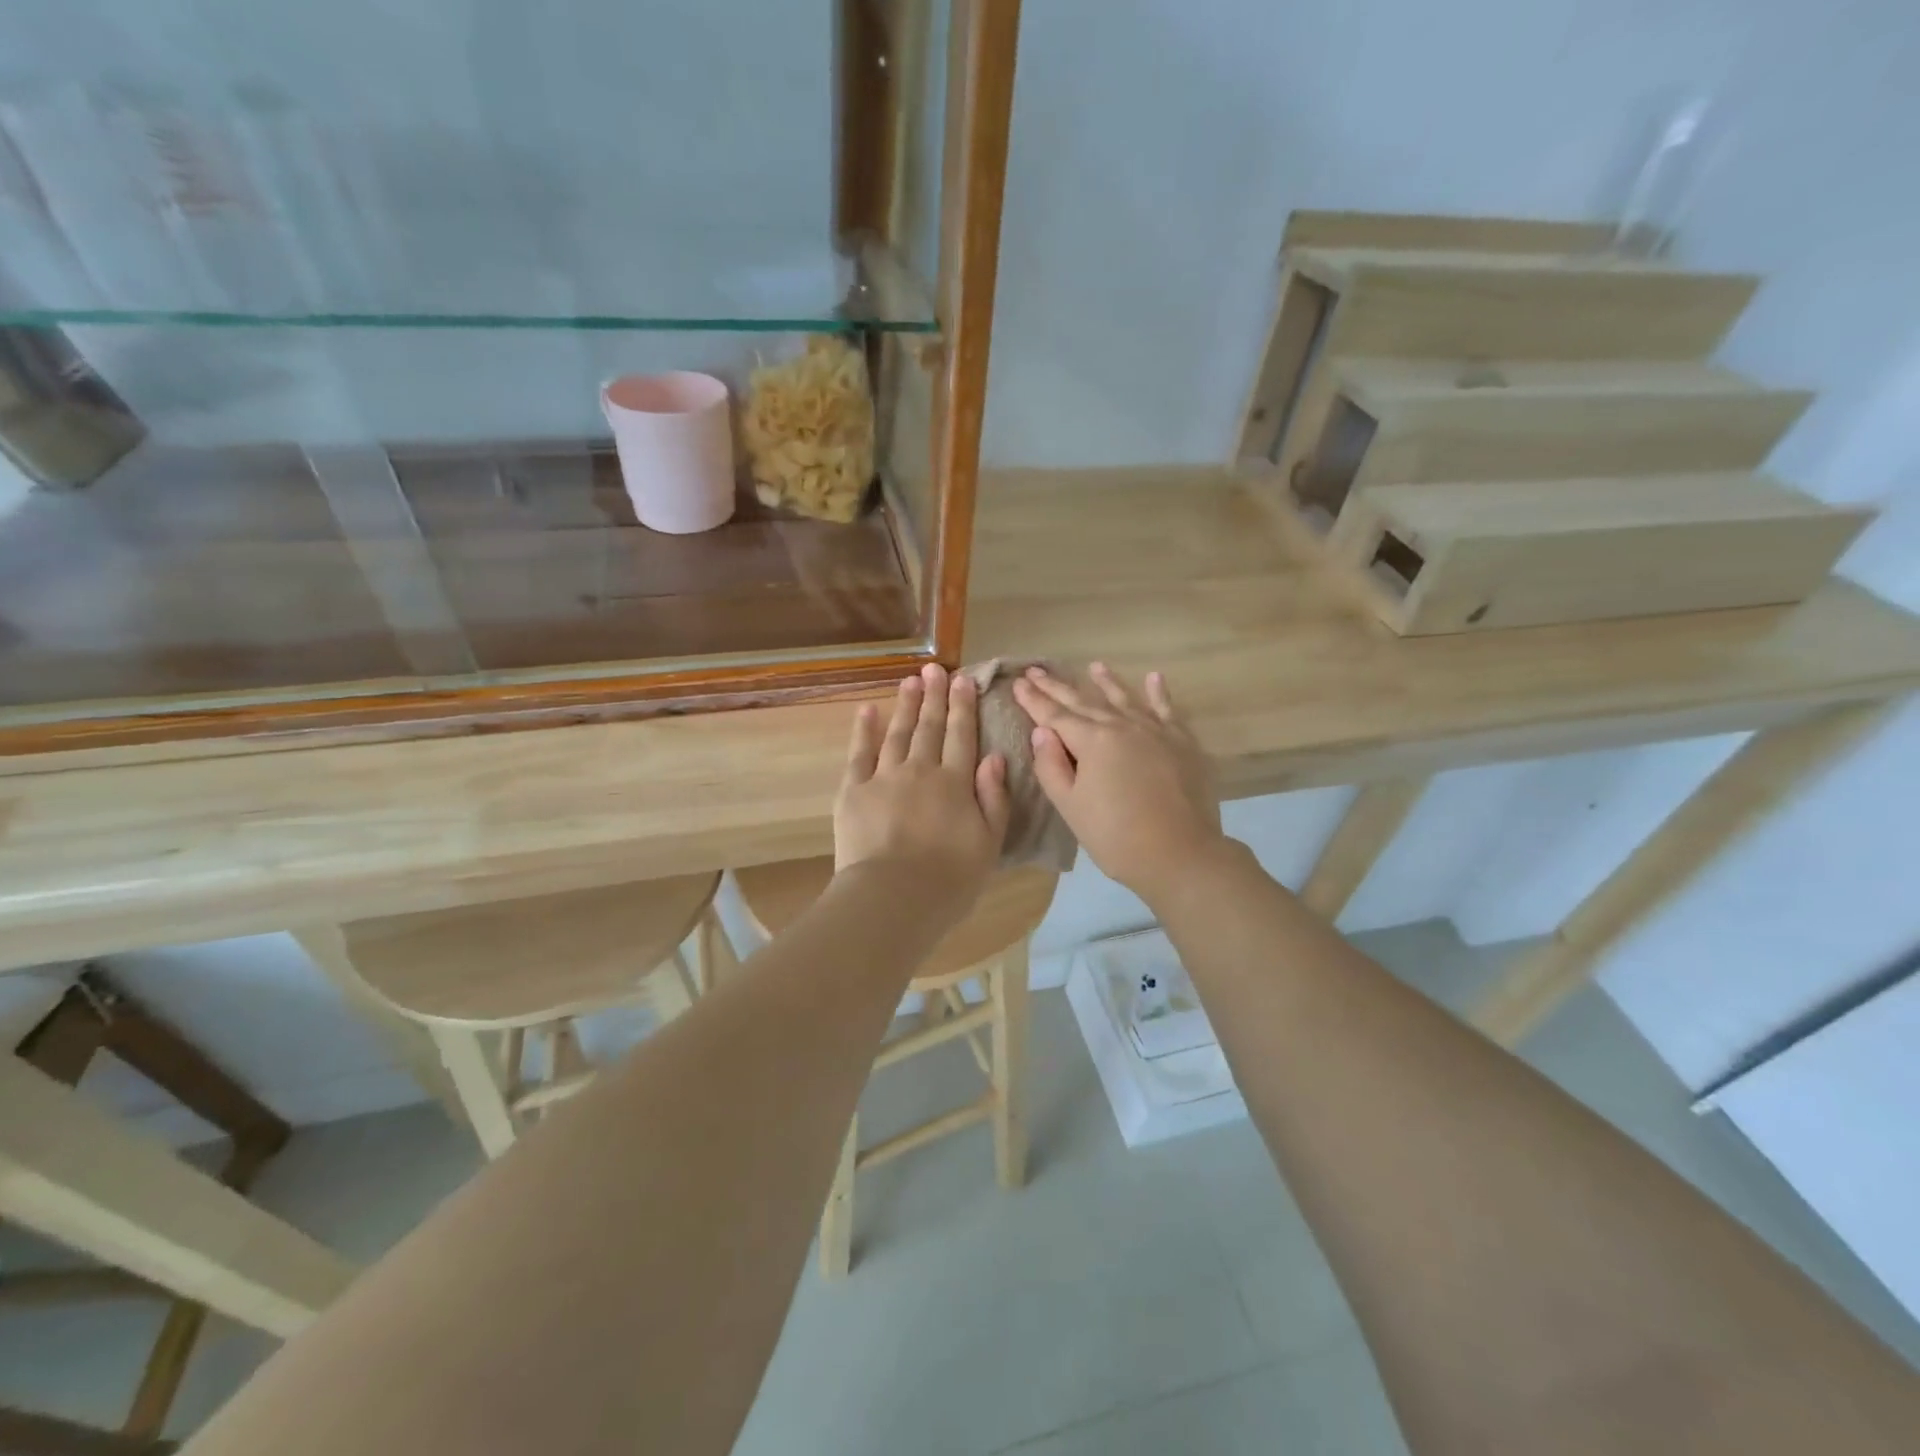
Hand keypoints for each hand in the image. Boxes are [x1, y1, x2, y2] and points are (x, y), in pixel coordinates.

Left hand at [835, 665, 1010, 915]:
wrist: (893, 898)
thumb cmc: (950, 880)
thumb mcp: (989, 843)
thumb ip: (994, 798)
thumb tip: (995, 758)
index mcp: (956, 783)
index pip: (963, 736)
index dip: (964, 706)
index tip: (963, 680)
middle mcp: (921, 770)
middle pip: (930, 727)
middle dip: (934, 696)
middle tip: (935, 669)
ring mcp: (884, 777)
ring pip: (897, 733)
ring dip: (905, 705)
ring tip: (910, 681)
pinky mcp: (853, 791)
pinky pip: (859, 754)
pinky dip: (864, 731)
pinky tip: (867, 710)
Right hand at [1012, 663, 1224, 905]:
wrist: (1180, 854)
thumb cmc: (1116, 836)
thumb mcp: (1071, 807)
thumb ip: (1052, 766)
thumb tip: (1042, 731)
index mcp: (1093, 741)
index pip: (1055, 715)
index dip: (1034, 700)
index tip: (1018, 683)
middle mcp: (1123, 726)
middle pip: (1084, 702)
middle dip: (1058, 687)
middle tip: (1038, 670)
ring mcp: (1155, 731)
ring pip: (1125, 699)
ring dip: (1106, 682)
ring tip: (1094, 665)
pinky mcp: (1182, 743)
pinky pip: (1167, 710)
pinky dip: (1158, 693)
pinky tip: (1154, 677)